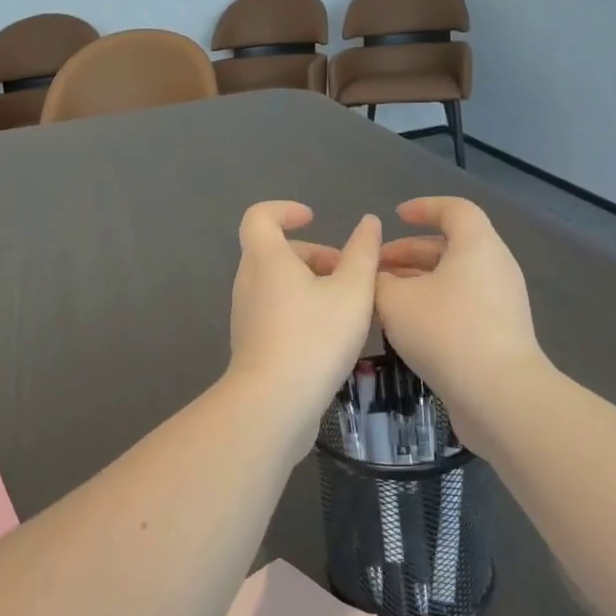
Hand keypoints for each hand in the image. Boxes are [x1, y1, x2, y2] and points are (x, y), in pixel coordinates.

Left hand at [227, 201, 381, 447]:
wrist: (274, 404)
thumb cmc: (315, 338)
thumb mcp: (353, 292)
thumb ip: (363, 254)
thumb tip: (368, 223)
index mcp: (266, 260)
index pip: (259, 217)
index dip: (285, 210)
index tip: (313, 219)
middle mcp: (248, 282)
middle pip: (275, 252)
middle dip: (313, 255)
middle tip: (348, 274)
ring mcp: (246, 315)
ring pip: (277, 284)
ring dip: (311, 285)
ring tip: (348, 307)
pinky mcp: (251, 344)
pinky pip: (276, 311)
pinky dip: (301, 310)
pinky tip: (332, 336)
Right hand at [374, 197, 547, 448]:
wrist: (500, 395)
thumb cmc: (446, 332)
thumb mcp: (395, 301)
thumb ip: (377, 281)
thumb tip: (375, 278)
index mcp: (477, 245)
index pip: (454, 209)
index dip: (424, 208)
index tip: (396, 216)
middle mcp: (495, 267)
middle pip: (451, 246)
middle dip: (409, 252)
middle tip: (375, 267)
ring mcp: (502, 302)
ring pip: (454, 278)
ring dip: (418, 282)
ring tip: (383, 298)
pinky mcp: (501, 332)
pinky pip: (463, 304)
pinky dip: (433, 304)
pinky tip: (406, 327)